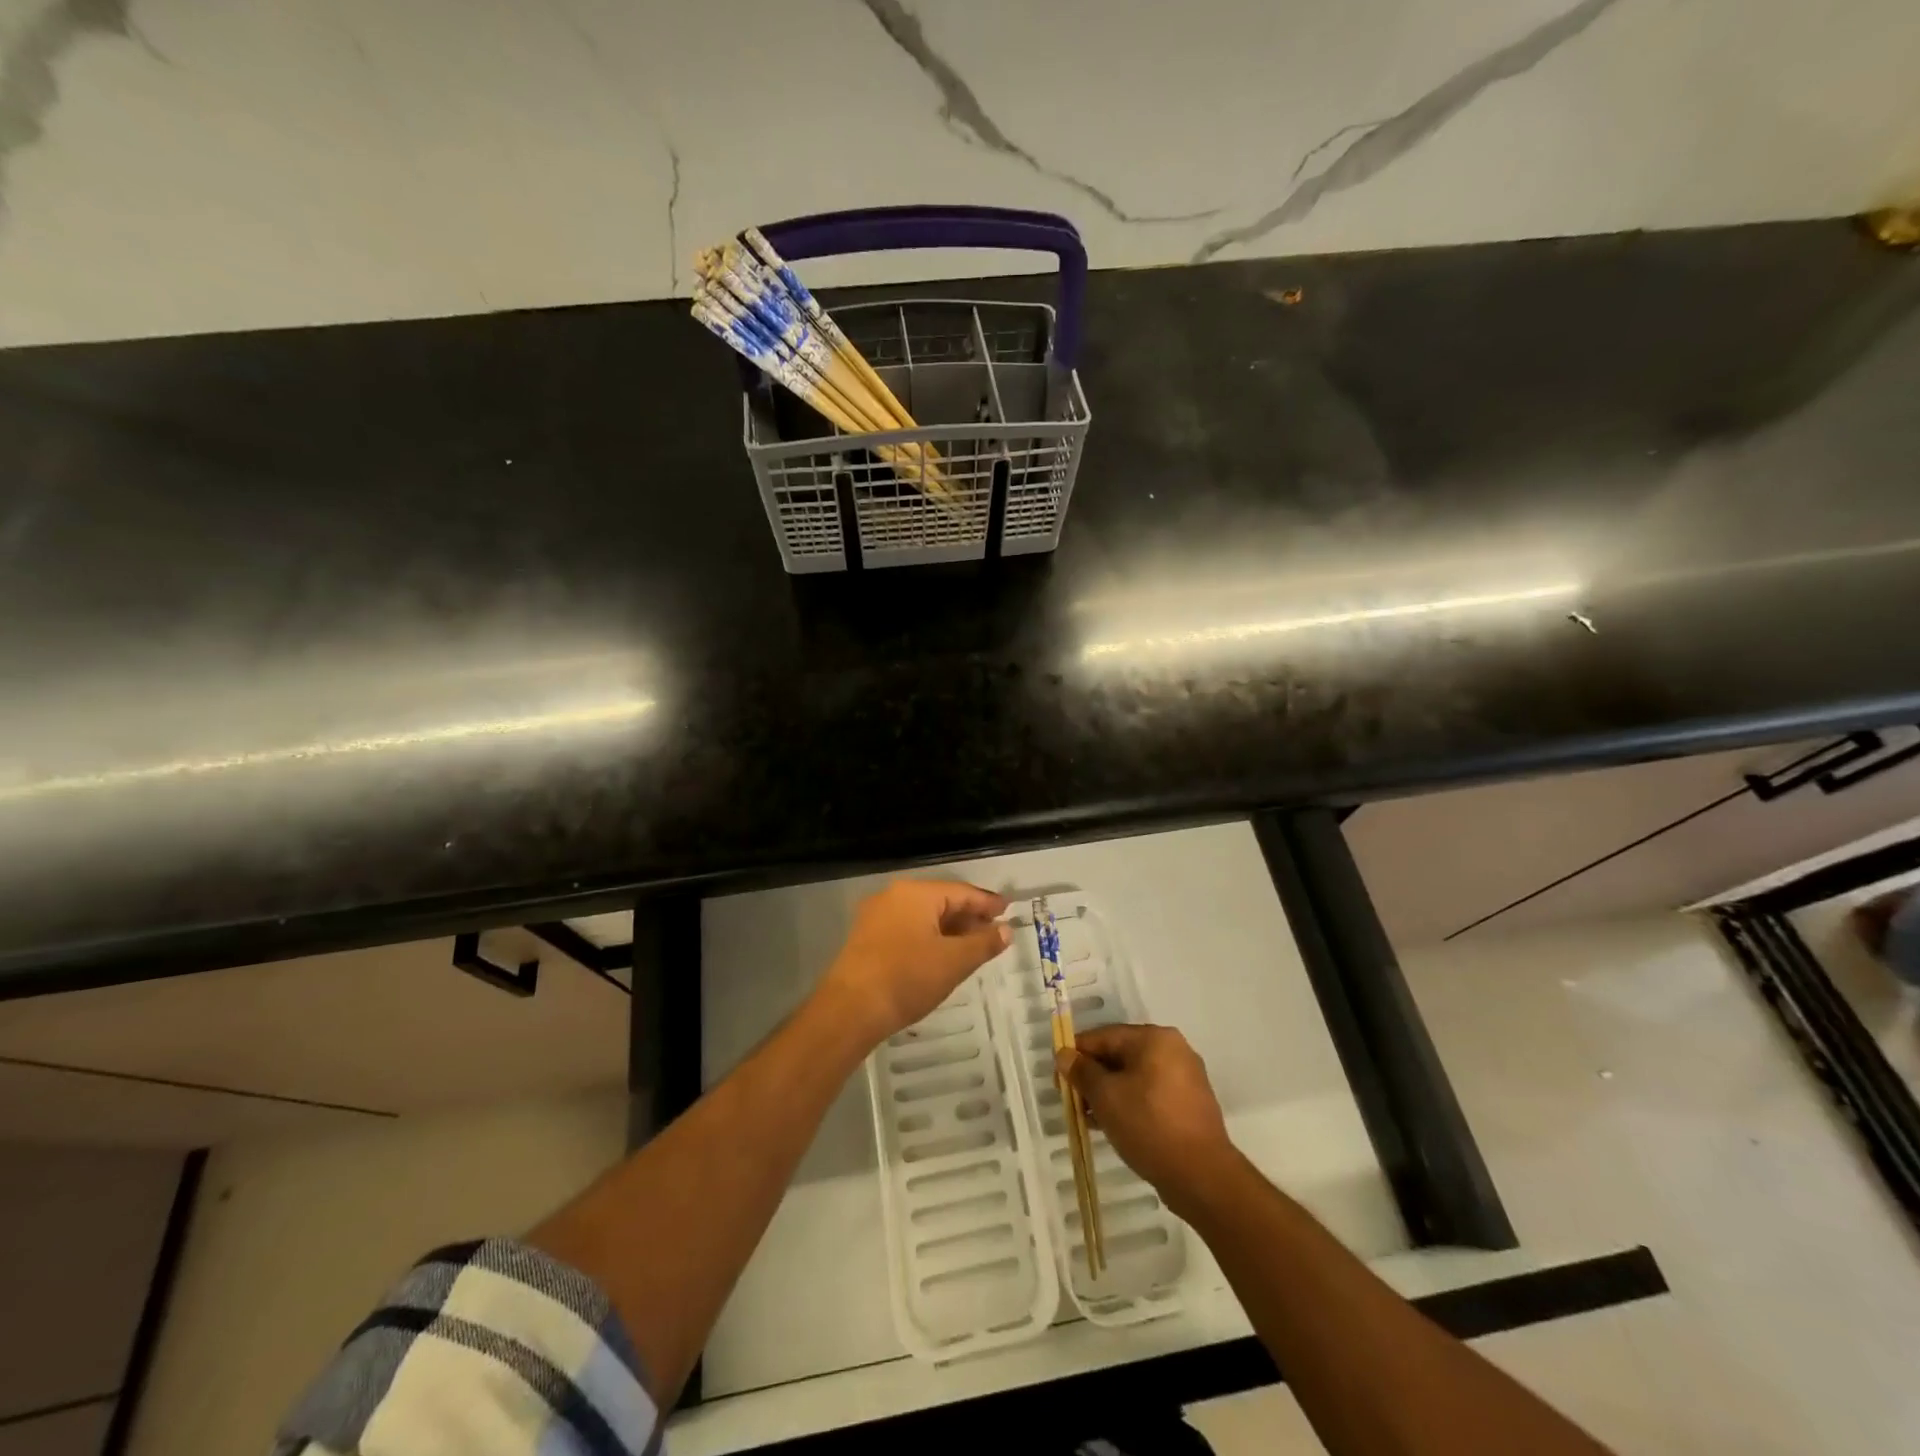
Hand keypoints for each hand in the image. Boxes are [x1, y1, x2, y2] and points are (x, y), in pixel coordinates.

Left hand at [820, 880, 1010, 1045]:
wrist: (850, 1010)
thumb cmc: (907, 978)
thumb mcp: (954, 962)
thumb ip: (984, 943)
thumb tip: (1006, 930)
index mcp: (916, 893)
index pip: (961, 892)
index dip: (987, 903)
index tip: (1008, 910)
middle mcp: (893, 896)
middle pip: (941, 901)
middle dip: (968, 917)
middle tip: (994, 931)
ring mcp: (876, 917)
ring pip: (923, 917)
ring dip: (949, 930)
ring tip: (972, 946)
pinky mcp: (866, 938)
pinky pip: (907, 929)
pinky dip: (928, 938)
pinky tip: (941, 956)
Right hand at [1059, 1024, 1233, 1206]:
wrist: (1202, 1176)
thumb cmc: (1148, 1125)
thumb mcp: (1105, 1096)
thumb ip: (1082, 1071)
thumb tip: (1064, 1054)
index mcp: (1154, 1038)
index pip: (1103, 1036)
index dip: (1075, 1055)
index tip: (1057, 1079)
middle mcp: (1173, 1049)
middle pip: (1119, 1055)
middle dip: (1093, 1077)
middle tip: (1072, 1101)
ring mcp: (1185, 1077)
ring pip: (1135, 1076)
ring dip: (1109, 1093)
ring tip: (1089, 1118)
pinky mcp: (1190, 1104)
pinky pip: (1151, 1094)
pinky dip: (1130, 1103)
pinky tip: (1113, 1126)